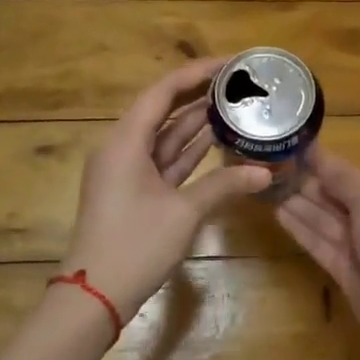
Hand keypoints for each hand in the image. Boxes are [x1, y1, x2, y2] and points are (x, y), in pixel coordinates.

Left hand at [61, 59, 271, 319]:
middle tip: (239, 83)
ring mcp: (127, 171)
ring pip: (165, 136)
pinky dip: (188, 151)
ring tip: (235, 105)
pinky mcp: (134, 192)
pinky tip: (216, 140)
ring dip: (196, 122)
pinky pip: (164, 160)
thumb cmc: (135, 245)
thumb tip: (265, 172)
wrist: (95, 295)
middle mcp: (123, 148)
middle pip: (163, 110)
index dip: (197, 73)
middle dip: (200, 95)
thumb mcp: (184, 212)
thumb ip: (224, 185)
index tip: (230, 63)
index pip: (163, 91)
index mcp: (125, 141)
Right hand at [275, 149, 359, 348]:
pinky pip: (316, 240)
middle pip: (332, 195)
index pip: (347, 173)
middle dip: (305, 182)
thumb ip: (341, 177)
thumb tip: (316, 151)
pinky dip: (298, 227)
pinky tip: (278, 212)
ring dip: (297, 202)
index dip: (321, 162)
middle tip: (271, 167)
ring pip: (321, 218)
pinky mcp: (340, 265)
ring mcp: (354, 243)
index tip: (291, 147)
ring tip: (268, 186)